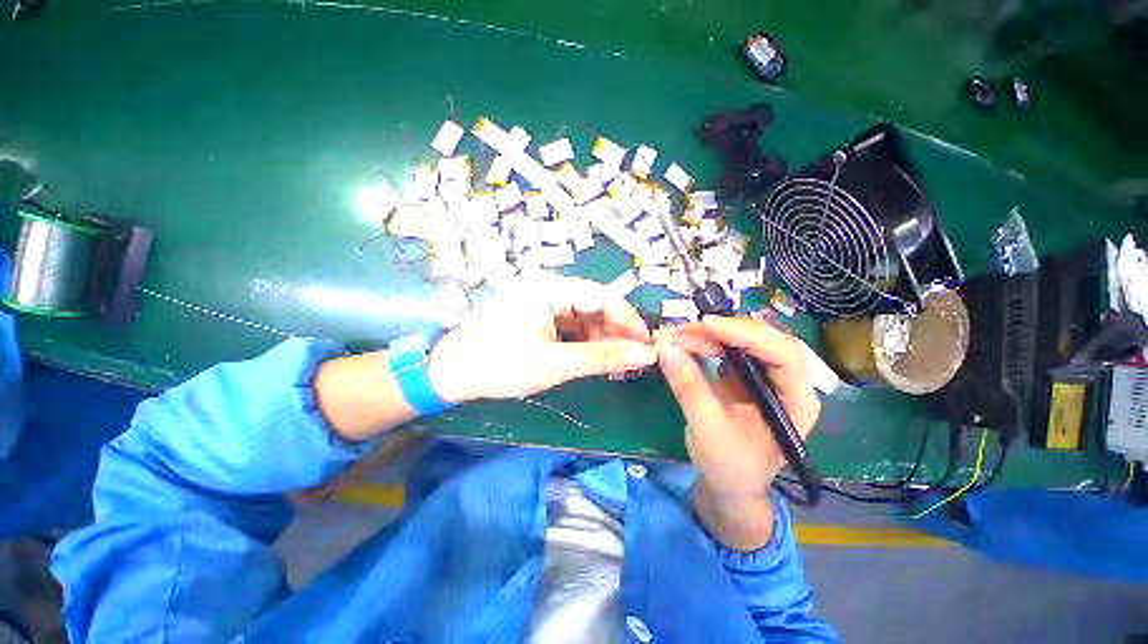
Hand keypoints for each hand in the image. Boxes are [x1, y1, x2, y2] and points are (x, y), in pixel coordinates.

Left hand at [428, 274, 657, 402]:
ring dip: (602, 339)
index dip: (629, 321)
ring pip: (585, 316)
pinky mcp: (538, 315)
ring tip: (615, 366)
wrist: (451, 373)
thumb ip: (603, 357)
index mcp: (552, 288)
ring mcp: (543, 301)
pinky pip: (571, 324)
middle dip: (616, 333)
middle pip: (596, 306)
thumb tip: (646, 355)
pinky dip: (585, 341)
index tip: (646, 347)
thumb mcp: (556, 363)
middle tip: (633, 361)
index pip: (604, 297)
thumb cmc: (501, 364)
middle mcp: (550, 287)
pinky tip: (594, 359)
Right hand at [654, 316, 819, 548]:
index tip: (707, 325)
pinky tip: (688, 342)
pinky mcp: (746, 377)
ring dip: (712, 335)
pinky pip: (729, 350)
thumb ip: (688, 386)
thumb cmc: (729, 467)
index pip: (782, 355)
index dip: (747, 335)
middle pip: (765, 341)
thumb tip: (664, 347)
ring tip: (680, 335)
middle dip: (725, 331)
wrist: (729, 488)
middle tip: (687, 329)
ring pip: (745, 341)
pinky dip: (707, 343)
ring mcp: (766, 378)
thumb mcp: (706, 428)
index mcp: (796, 401)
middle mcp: (787, 383)